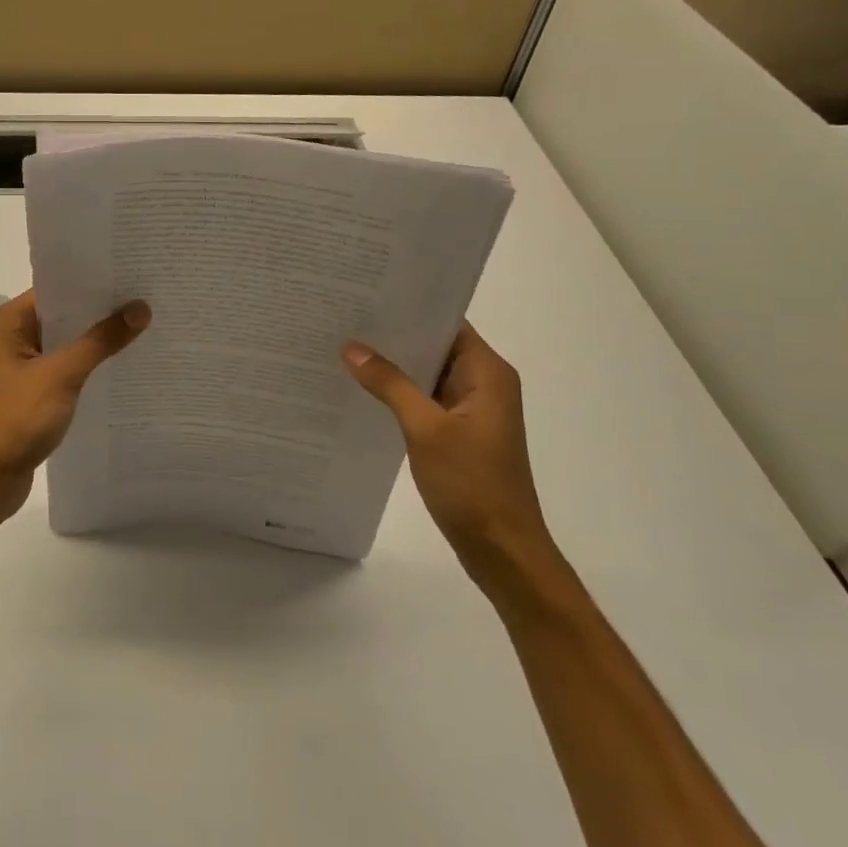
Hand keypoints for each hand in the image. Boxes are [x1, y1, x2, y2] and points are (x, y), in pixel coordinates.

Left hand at [0, 289, 149, 522]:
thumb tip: (140, 308)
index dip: (92, 283)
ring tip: (142, 326)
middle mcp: (11, 336)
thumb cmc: (16, 418)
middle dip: (100, 310)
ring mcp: (20, 365)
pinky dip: (88, 365)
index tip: (131, 275)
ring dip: (96, 339)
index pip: (55, 289)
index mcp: (7, 322)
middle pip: (62, 314)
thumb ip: (100, 341)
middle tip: (146, 298)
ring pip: (65, 342)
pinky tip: (121, 364)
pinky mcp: (31, 391)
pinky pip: (65, 367)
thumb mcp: (62, 374)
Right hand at [343, 323, 556, 591]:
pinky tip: (363, 390)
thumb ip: (389, 384)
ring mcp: (471, 410)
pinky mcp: (459, 432)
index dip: (410, 309)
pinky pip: (425, 399)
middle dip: (394, 336)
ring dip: (394, 366)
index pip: (446, 323)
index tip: (367, 296)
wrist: (502, 550)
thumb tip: (352, 347)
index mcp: (487, 373)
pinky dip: (399, 393)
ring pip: (427, 374)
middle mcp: (483, 383)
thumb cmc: (471, 484)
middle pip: (435, 346)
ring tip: (345, 348)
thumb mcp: (425, 429)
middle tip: (345, 319)